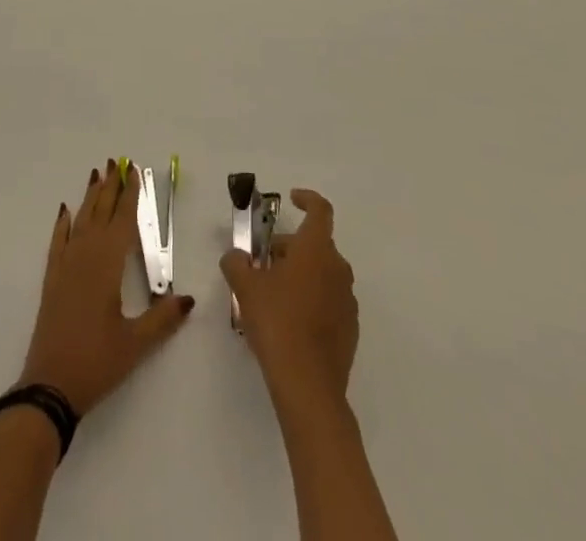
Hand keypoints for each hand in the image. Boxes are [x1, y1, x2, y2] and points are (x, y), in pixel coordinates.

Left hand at [17, 160, 193, 415]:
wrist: (50, 385)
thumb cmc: (96, 362)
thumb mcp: (136, 344)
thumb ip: (163, 319)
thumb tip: (188, 298)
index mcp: (107, 266)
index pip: (122, 221)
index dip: (129, 195)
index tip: (134, 171)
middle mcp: (85, 256)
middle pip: (100, 213)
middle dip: (110, 186)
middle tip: (116, 161)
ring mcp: (65, 265)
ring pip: (80, 221)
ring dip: (90, 197)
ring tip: (97, 174)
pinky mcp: (52, 279)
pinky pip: (58, 241)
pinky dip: (63, 223)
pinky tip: (65, 211)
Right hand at [219, 189, 357, 412]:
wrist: (309, 386)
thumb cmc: (277, 322)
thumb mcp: (245, 287)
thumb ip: (236, 262)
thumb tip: (235, 256)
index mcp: (316, 250)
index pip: (320, 210)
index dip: (307, 199)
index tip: (291, 200)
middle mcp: (337, 269)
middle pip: (316, 244)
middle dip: (290, 247)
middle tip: (262, 263)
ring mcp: (347, 300)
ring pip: (322, 273)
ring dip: (300, 274)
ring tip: (272, 294)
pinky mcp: (350, 329)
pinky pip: (329, 300)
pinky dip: (311, 299)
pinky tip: (289, 321)